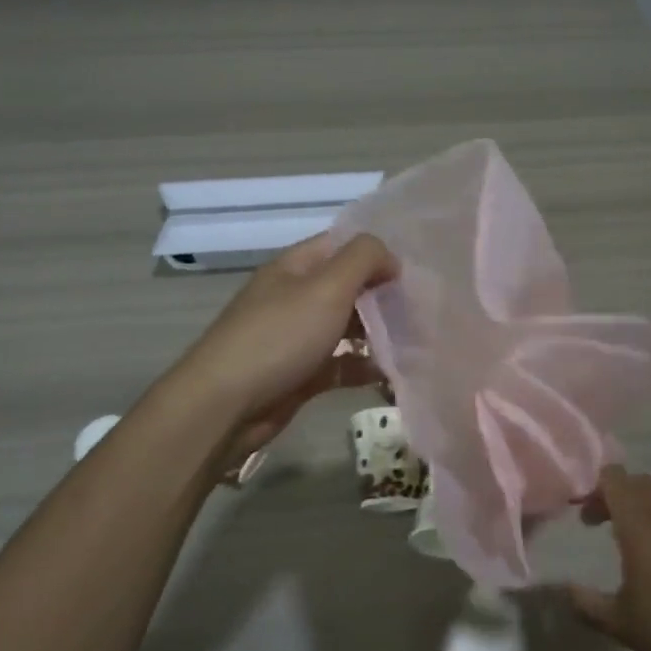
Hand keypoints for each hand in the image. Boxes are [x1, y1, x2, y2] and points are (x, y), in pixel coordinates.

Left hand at [167, 232, 396, 453]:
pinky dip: (364, 367)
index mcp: (295, 267)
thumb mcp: (326, 286)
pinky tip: (392, 374)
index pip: (341, 245)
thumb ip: (363, 259)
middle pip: (347, 286)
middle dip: (382, 294)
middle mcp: (295, 296)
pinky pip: (340, 364)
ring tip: (417, 340)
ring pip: (346, 327)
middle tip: (423, 307)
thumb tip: (390, 258)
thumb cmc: (279, 336)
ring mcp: (296, 337)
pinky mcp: (301, 373)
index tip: (414, 270)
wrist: (226, 405)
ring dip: (377, 332)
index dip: (376, 252)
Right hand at [566, 466, 650, 650]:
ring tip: (627, 540)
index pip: (615, 478)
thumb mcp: (622, 624)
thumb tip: (566, 591)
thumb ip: (589, 605)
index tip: (578, 510)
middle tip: (597, 523)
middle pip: (639, 484)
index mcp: (640, 524)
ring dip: (642, 509)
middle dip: (615, 495)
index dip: (593, 486)